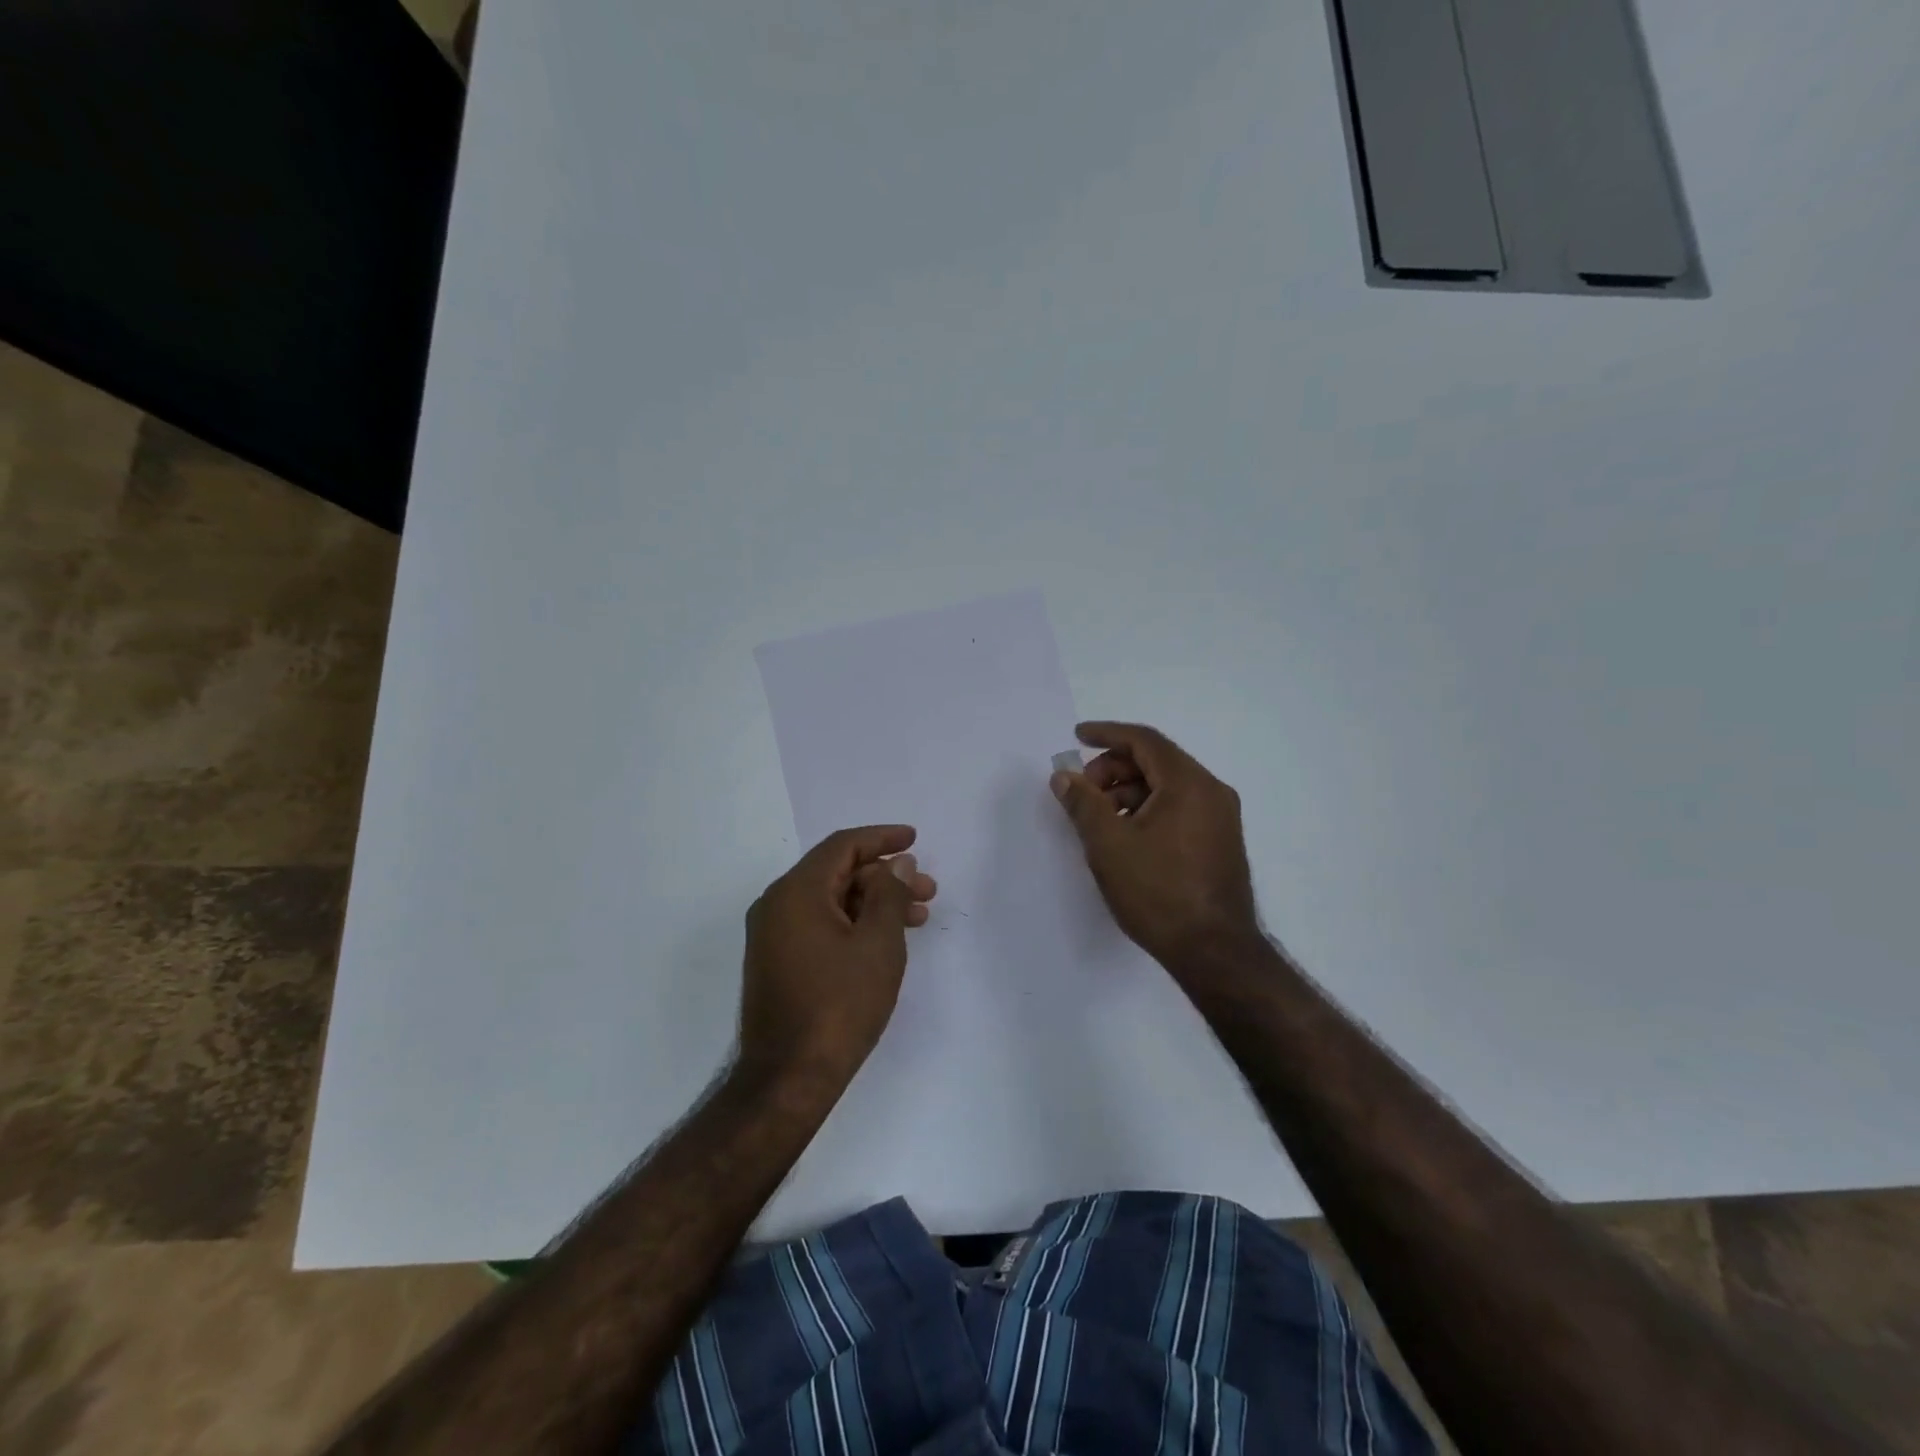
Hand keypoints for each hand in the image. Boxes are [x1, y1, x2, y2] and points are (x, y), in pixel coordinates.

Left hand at [738, 825, 937, 1084]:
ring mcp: (774, 935)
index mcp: (796, 892)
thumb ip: (890, 895)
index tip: (914, 839)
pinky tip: (884, 940)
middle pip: (837, 873)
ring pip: (831, 901)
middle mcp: (777, 905)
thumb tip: (897, 862)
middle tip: (928, 891)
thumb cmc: (839, 1006)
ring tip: (918, 919)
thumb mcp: (878, 945)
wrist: (788, 1079)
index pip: (842, 847)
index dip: (882, 838)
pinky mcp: (778, 961)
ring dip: (874, 903)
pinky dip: (854, 923)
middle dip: (886, 877)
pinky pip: (820, 924)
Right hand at [1051, 722, 1262, 971]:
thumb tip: (1064, 776)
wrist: (1215, 952)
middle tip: (1083, 791)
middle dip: (1113, 768)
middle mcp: (1212, 792)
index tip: (1077, 737)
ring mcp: (1221, 818)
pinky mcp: (1220, 842)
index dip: (1106, 734)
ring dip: (1129, 791)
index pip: (1144, 740)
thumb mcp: (1109, 844)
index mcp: (1189, 783)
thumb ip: (1083, 803)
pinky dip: (1148, 809)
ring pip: (1167, 786)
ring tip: (1099, 819)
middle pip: (1156, 761)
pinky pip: (1179, 808)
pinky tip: (1126, 836)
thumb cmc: (1158, 892)